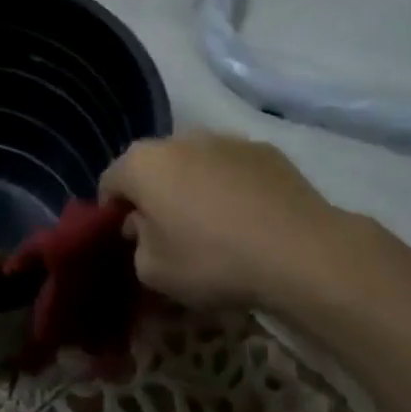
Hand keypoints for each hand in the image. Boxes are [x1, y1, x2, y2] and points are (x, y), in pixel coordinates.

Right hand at [101, 133, 351, 311]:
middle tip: (168, 233)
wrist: (300, 252)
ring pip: (194, 163)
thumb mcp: (154, 272)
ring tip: (213, 226)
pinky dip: (231, 186)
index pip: (110, 182)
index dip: (113, 212)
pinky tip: (248, 219)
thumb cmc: (213, 260)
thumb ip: (137, 246)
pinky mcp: (264, 150)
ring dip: (193, 187)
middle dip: (154, 195)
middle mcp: (179, 139)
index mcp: (142, 164)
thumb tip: (144, 228)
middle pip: (153, 167)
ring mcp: (225, 139)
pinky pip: (232, 168)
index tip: (128, 239)